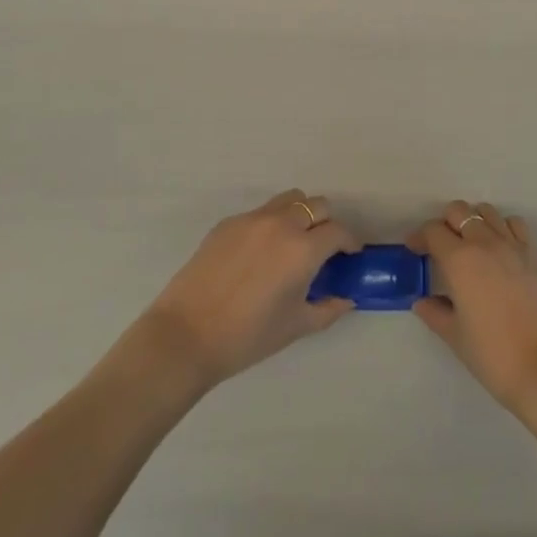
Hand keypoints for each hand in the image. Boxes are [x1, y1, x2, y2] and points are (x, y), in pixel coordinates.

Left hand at [140, 190, 358, 390]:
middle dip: (327, 223)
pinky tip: (258, 255)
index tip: (350, 255)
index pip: (338, 231)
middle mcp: (281, 224)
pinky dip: (270, 224)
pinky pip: (260, 213)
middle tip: (322, 249)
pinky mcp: (228, 222)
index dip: (349, 242)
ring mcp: (252, 219)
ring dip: (300, 215)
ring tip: (293, 243)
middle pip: (317, 205)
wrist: (186, 335)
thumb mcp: (295, 327)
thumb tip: (346, 298)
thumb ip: (328, 309)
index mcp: (302, 249)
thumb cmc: (247, 337)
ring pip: (289, 200)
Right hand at [409, 200, 536, 414]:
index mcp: (460, 259)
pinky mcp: (534, 254)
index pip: (433, 231)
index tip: (414, 249)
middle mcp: (485, 242)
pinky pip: (515, 224)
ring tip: (471, 245)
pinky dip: (503, 228)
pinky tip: (501, 249)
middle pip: (459, 211)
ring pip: (487, 212)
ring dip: (474, 222)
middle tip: (441, 246)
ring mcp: (513, 245)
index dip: (420, 237)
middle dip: (445, 223)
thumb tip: (421, 302)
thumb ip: (435, 313)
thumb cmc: (493, 354)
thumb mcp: (455, 337)